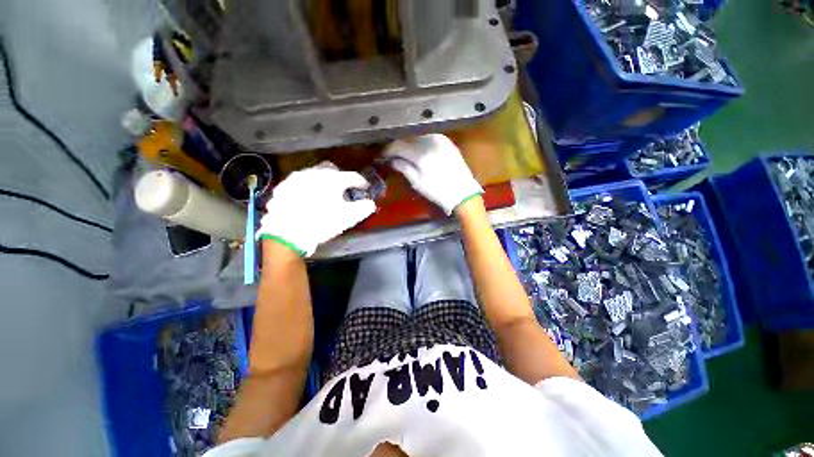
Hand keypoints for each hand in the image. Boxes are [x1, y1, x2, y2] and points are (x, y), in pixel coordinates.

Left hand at [257, 162, 375, 256]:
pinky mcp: (283, 188)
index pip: (353, 177)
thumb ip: (364, 208)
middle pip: (332, 170)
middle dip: (340, 178)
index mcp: (332, 179)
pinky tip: (306, 199)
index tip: (365, 188)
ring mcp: (296, 179)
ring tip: (324, 195)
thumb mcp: (349, 217)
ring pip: (314, 175)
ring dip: (322, 182)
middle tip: (343, 190)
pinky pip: (299, 184)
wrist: (287, 233)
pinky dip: (306, 188)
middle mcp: (314, 173)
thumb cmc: (322, 222)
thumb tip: (371, 204)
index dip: (361, 183)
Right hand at [384, 134, 482, 214]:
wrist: (463, 193)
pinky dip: (421, 141)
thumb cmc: (438, 192)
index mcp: (421, 154)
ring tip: (405, 152)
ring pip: (418, 135)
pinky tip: (418, 149)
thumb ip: (403, 168)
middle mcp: (430, 141)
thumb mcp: (417, 183)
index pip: (398, 145)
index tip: (384, 155)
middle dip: (398, 145)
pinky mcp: (447, 141)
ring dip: (409, 142)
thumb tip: (391, 160)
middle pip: (407, 138)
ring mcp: (440, 139)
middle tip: (393, 153)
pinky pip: (429, 136)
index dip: (389, 150)